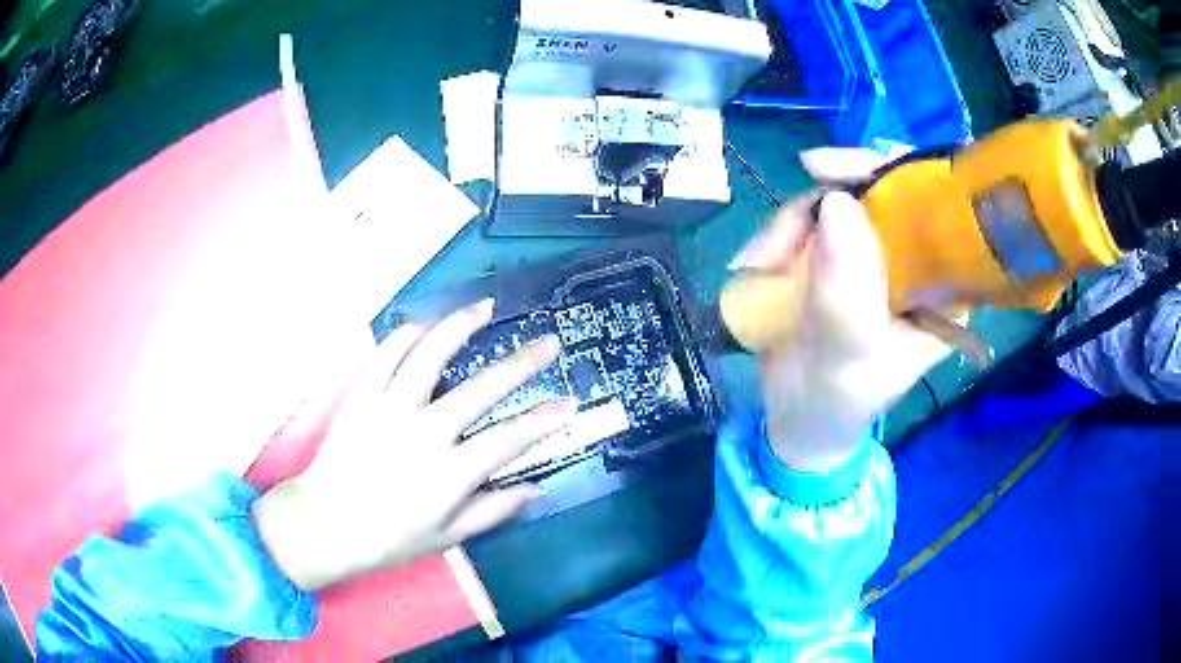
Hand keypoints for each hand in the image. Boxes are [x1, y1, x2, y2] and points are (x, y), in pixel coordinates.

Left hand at [252, 299, 575, 591]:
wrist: (326, 524)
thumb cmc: (390, 538)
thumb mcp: (448, 537)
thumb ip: (493, 511)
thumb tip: (535, 488)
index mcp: (449, 473)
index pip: (508, 440)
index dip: (543, 420)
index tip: (568, 402)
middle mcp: (424, 433)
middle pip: (481, 390)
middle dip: (521, 364)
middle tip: (546, 342)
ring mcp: (389, 409)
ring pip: (430, 355)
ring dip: (460, 327)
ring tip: (484, 307)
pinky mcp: (362, 397)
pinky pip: (386, 355)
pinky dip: (406, 335)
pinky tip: (424, 325)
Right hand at [729, 148, 984, 471]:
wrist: (798, 419)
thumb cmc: (838, 402)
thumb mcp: (848, 355)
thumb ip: (846, 290)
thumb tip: (837, 203)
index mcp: (943, 288)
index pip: (938, 210)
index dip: (899, 175)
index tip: (842, 170)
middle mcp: (914, 262)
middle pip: (885, 192)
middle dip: (835, 192)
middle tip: (797, 186)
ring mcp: (873, 254)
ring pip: (839, 201)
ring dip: (793, 222)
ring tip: (760, 263)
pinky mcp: (837, 254)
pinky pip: (810, 220)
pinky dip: (780, 234)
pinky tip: (758, 263)